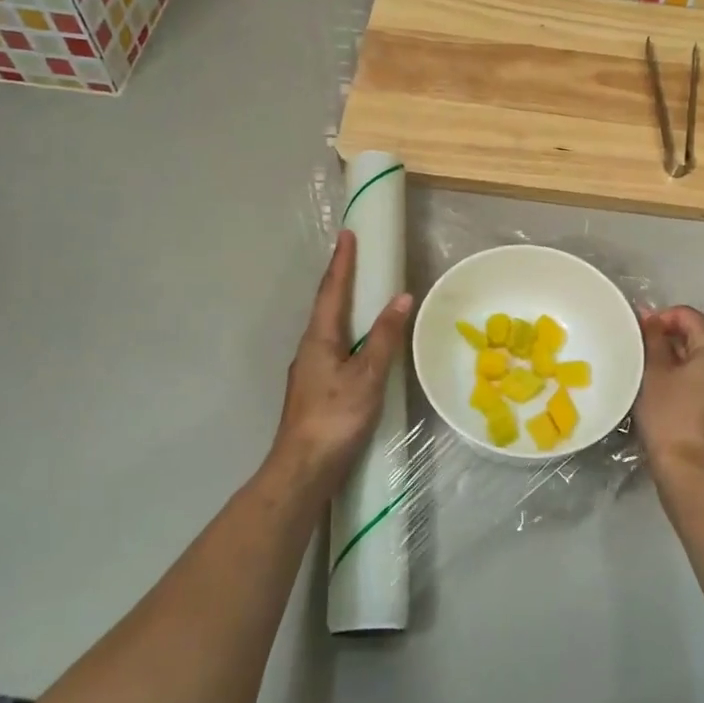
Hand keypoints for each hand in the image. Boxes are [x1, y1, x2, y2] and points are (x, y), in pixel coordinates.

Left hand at [269, 230, 412, 492]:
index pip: (332, 291)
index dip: (342, 262)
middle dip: (341, 280)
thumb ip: (384, 338)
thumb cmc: (335, 417)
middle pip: (327, 306)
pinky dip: (347, 334)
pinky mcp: (315, 390)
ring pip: (329, 328)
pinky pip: (333, 348)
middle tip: (355, 257)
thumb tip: (401, 298)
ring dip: (343, 307)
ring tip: (361, 295)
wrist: (302, 469)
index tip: (347, 234)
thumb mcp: (367, 376)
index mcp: (319, 338)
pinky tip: (358, 346)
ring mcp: (310, 370)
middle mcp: (310, 348)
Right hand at [636, 305, 703, 481]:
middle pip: (698, 334)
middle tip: (639, 354)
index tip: (636, 336)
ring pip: (703, 358)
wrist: (692, 470)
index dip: (657, 319)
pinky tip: (667, 392)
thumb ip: (652, 337)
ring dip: (678, 359)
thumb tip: (649, 316)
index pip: (686, 315)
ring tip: (650, 372)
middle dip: (669, 339)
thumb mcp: (654, 371)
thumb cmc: (670, 415)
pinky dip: (689, 378)